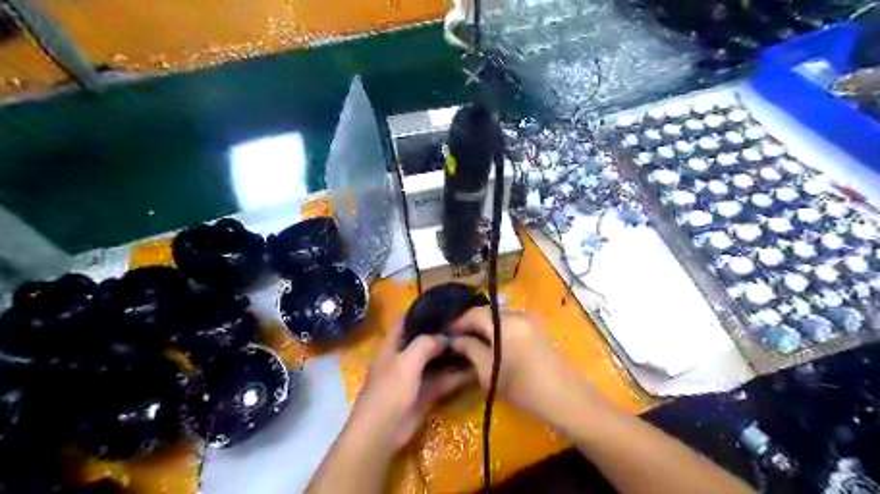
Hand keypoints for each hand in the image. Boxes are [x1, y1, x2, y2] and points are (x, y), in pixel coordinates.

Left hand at [346, 323, 474, 457]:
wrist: (381, 432)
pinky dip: (455, 376)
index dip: (422, 311)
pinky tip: (473, 370)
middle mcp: (404, 357)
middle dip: (442, 333)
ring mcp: (415, 376)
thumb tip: (443, 337)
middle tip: (466, 324)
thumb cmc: (389, 391)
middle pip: (424, 340)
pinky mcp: (424, 393)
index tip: (443, 303)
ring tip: (474, 343)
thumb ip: (425, 344)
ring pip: (435, 361)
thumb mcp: (406, 362)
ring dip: (451, 354)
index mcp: (392, 345)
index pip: (406, 321)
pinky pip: (442, 380)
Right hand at [449, 309, 602, 427]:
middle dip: (472, 324)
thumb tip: (455, 339)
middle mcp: (519, 314)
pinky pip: (513, 323)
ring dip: (486, 327)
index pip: (474, 313)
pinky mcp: (540, 330)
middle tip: (460, 340)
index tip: (447, 335)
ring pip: (501, 317)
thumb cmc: (524, 388)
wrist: (569, 400)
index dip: (458, 323)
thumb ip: (470, 350)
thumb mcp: (489, 372)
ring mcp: (532, 321)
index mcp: (505, 323)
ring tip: (476, 344)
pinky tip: (496, 347)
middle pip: (488, 313)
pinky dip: (500, 330)